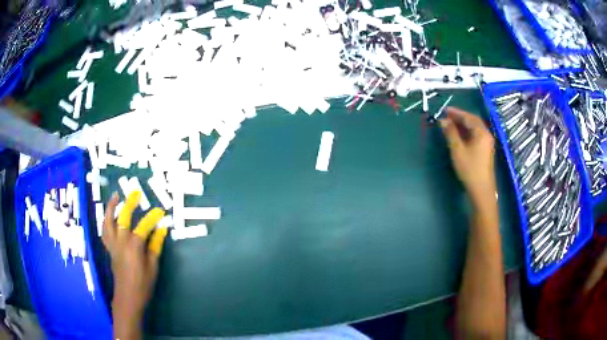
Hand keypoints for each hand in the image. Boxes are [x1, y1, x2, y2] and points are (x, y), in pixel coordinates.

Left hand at [103, 191, 167, 339]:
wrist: (128, 297)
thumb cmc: (143, 284)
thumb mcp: (153, 267)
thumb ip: (155, 246)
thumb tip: (161, 230)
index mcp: (134, 247)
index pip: (143, 227)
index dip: (152, 217)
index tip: (160, 211)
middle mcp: (121, 242)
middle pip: (123, 218)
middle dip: (130, 204)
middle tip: (135, 193)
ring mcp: (113, 245)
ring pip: (108, 222)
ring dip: (111, 207)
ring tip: (116, 197)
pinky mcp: (109, 249)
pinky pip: (104, 231)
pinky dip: (106, 221)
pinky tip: (109, 217)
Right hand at [440, 107, 495, 203]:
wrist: (481, 190)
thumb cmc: (470, 169)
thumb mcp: (457, 150)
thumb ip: (450, 133)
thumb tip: (443, 121)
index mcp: (481, 132)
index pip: (468, 117)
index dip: (456, 112)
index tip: (444, 110)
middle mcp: (486, 134)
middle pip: (473, 121)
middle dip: (460, 117)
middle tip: (447, 116)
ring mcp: (487, 143)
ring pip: (475, 128)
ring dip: (463, 124)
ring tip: (451, 124)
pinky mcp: (485, 150)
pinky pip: (476, 135)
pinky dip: (467, 132)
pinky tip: (460, 135)